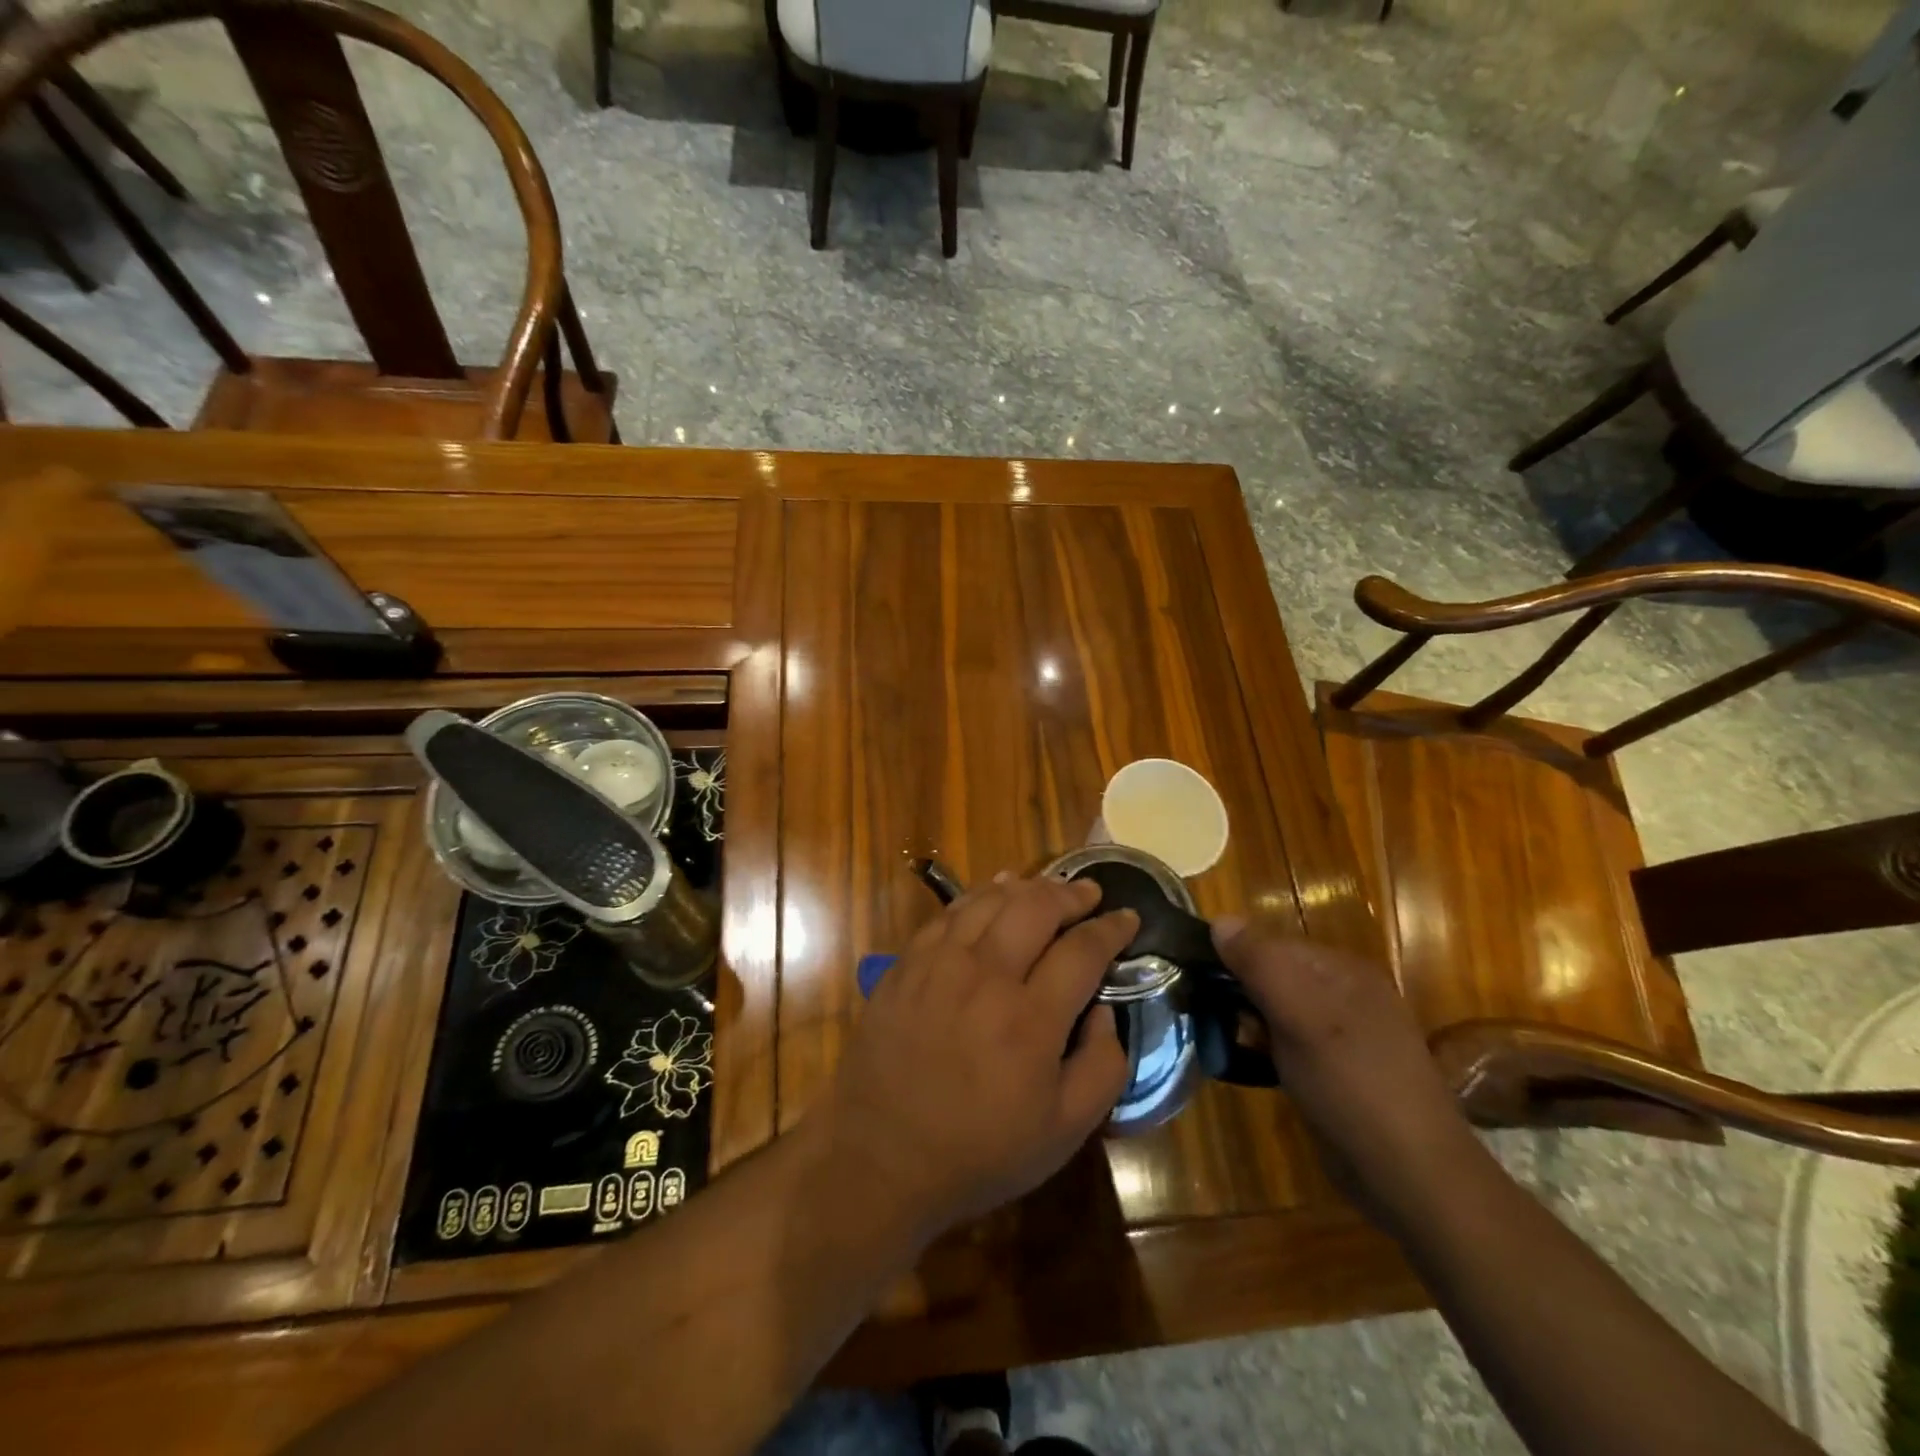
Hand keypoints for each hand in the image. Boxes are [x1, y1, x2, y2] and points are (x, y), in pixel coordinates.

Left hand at [819, 875, 1134, 1241]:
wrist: (880, 1155)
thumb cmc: (979, 1151)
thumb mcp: (1063, 1132)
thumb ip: (1102, 1067)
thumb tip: (1105, 1010)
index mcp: (1030, 1019)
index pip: (1082, 950)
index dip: (1111, 928)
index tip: (1129, 917)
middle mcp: (985, 976)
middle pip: (1036, 907)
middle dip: (1071, 894)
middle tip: (1090, 893)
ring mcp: (940, 964)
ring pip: (990, 900)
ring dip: (1027, 887)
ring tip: (1048, 889)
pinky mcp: (907, 964)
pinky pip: (949, 913)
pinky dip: (979, 895)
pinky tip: (993, 892)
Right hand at [1211, 921, 1474, 1204]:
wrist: (1411, 1177)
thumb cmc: (1353, 1084)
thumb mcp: (1301, 1015)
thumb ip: (1260, 964)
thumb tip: (1219, 919)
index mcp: (1344, 971)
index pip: (1272, 943)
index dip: (1233, 957)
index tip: (1195, 979)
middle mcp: (1345, 995)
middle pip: (1274, 976)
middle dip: (1237, 990)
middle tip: (1202, 1011)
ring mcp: (1341, 1036)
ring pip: (1276, 1011)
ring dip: (1246, 1021)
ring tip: (1214, 1036)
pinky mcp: (1334, 1073)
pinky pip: (1286, 1044)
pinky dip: (1262, 1049)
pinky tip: (1243, 1063)